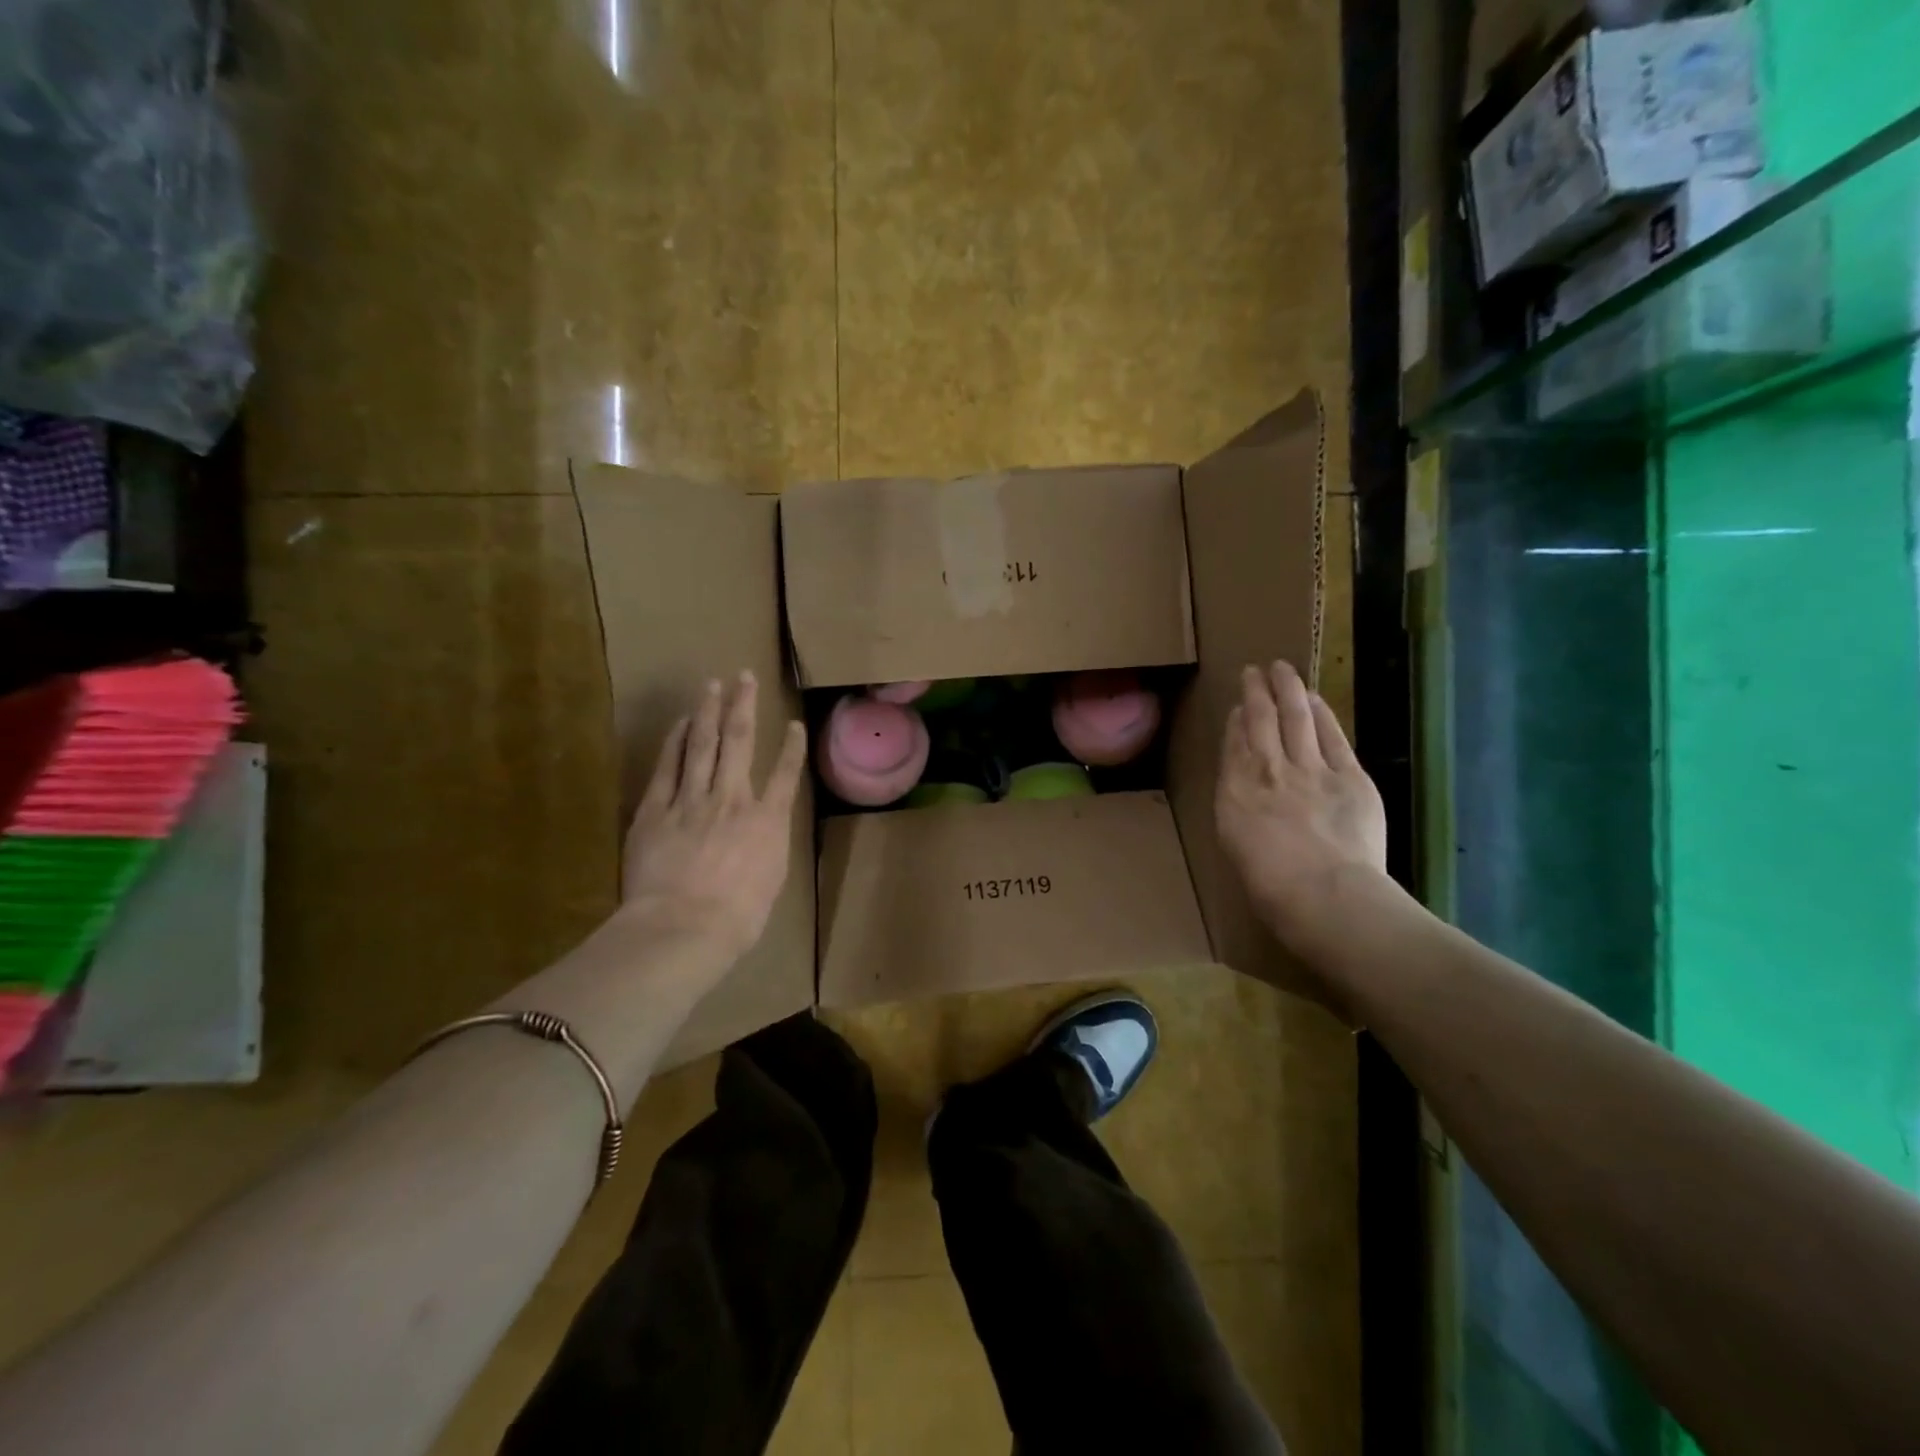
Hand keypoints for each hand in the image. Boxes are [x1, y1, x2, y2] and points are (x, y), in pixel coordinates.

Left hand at [623, 672, 806, 961]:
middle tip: (744, 677)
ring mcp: (692, 800)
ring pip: (703, 745)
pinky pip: (668, 767)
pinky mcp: (656, 810)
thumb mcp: (771, 882)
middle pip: (740, 742)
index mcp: (767, 822)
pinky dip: (675, 742)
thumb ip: (768, 847)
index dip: (793, 747)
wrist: (684, 925)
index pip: (786, 775)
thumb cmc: (737, 917)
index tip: (795, 725)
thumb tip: (763, 832)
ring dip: (709, 712)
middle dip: (744, 706)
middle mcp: (733, 799)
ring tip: (712, 685)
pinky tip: (680, 724)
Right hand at [1215, 661, 1388, 951]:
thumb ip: (1237, 805)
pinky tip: (1314, 699)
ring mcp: (1309, 769)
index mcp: (1234, 792)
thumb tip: (1243, 782)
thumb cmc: (1270, 886)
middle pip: (1259, 720)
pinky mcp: (1348, 775)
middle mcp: (1267, 770)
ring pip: (1294, 717)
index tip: (1238, 705)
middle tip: (1254, 670)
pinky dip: (1320, 713)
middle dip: (1256, 691)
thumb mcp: (1235, 843)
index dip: (1236, 720)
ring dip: (1286, 689)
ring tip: (1282, 669)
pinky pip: (1330, 735)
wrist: (1324, 894)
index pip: (1234, 744)